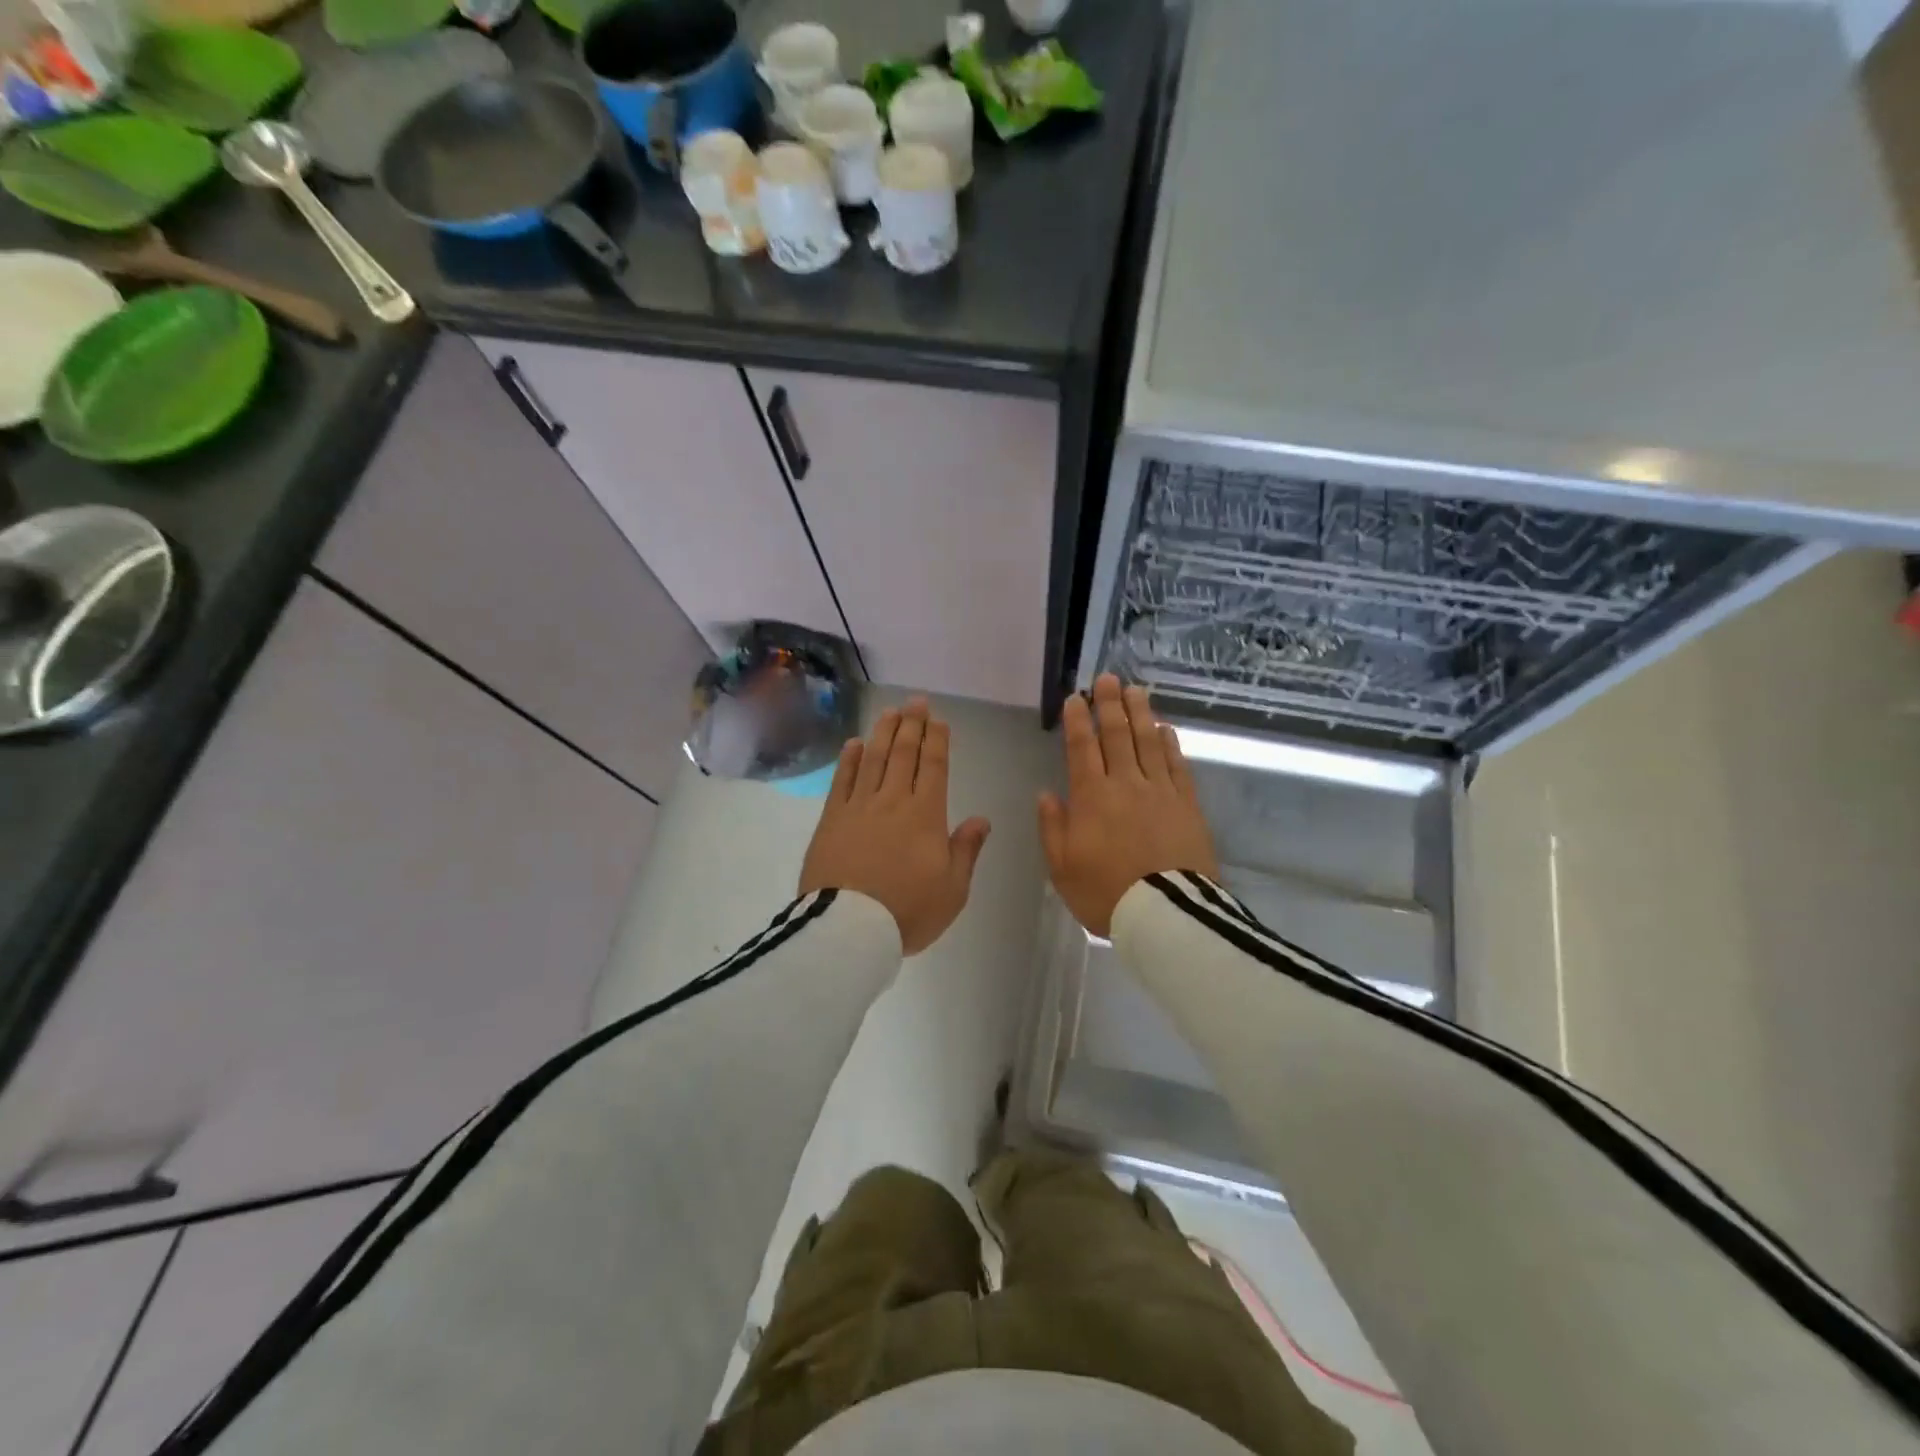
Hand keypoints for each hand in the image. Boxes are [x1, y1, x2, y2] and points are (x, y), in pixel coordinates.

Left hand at [799, 698, 991, 954]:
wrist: (848, 930)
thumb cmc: (908, 911)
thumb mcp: (953, 889)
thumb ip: (966, 850)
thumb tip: (981, 819)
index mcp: (926, 815)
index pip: (934, 768)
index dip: (937, 741)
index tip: (938, 721)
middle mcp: (893, 801)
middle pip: (903, 754)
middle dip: (912, 726)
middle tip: (916, 702)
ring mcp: (858, 807)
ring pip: (873, 759)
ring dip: (883, 733)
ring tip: (890, 711)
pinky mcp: (831, 819)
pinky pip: (841, 781)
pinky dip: (849, 759)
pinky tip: (854, 743)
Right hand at [1039, 674, 1220, 937]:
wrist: (1166, 914)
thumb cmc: (1106, 893)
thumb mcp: (1062, 868)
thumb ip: (1053, 827)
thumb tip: (1047, 793)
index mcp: (1091, 797)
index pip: (1083, 748)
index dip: (1078, 720)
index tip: (1076, 697)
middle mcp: (1126, 784)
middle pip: (1117, 735)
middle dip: (1110, 704)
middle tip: (1108, 678)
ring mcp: (1160, 791)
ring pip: (1148, 742)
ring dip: (1140, 713)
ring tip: (1136, 690)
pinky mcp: (1187, 804)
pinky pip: (1177, 765)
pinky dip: (1170, 744)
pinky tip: (1166, 729)